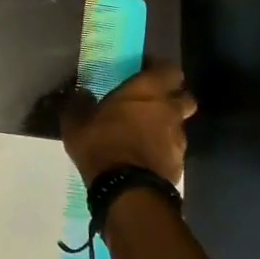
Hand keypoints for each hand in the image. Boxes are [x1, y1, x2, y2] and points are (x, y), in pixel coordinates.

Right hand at [61, 64, 195, 186]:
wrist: (127, 189)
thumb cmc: (102, 144)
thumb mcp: (76, 122)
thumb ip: (77, 103)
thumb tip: (78, 92)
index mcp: (147, 91)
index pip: (169, 69)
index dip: (158, 69)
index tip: (142, 72)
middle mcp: (169, 110)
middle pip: (184, 96)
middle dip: (171, 97)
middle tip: (149, 102)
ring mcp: (178, 138)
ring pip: (178, 124)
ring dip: (166, 125)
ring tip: (143, 133)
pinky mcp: (178, 162)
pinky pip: (172, 148)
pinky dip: (161, 148)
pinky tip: (143, 156)